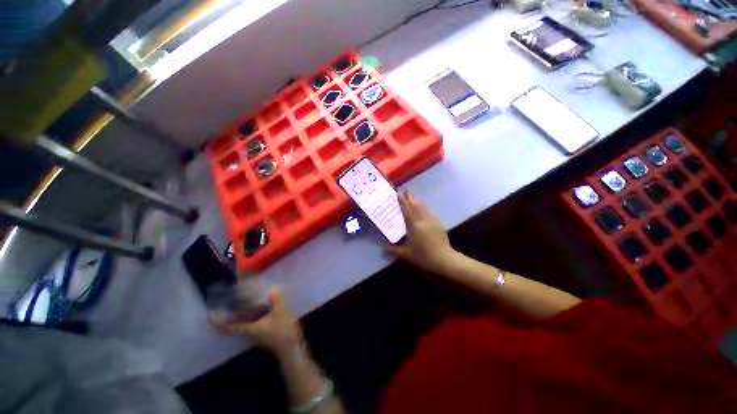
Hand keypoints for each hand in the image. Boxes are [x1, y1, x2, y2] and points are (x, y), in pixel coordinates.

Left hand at [209, 287, 302, 355]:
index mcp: (251, 328)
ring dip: (244, 314)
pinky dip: (254, 315)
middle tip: (229, 303)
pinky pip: (255, 322)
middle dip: (232, 314)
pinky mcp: (265, 332)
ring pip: (247, 322)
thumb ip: (276, 300)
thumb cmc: (282, 331)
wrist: (290, 347)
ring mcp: (258, 333)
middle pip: (237, 323)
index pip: (230, 327)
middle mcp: (251, 331)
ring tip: (246, 301)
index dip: (219, 323)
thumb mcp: (280, 313)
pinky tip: (262, 306)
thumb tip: (272, 289)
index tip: (209, 317)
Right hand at [388, 190, 458, 273]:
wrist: (444, 259)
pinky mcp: (438, 224)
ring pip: (424, 207)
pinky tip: (425, 208)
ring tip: (414, 195)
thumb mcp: (406, 254)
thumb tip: (384, 248)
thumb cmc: (423, 256)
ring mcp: (432, 221)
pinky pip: (430, 212)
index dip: (403, 201)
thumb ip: (394, 250)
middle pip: (416, 205)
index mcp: (414, 225)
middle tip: (407, 189)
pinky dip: (425, 207)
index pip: (407, 210)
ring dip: (418, 200)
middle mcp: (423, 220)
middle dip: (411, 197)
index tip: (399, 193)